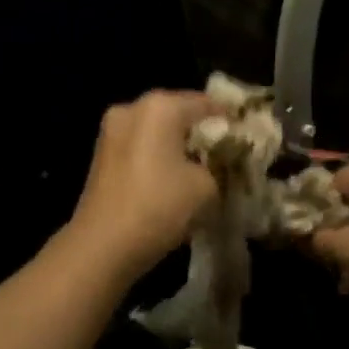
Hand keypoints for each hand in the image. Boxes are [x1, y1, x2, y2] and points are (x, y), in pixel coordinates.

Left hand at [66, 90, 218, 279]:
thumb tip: (214, 166)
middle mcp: (132, 109)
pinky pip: (140, 147)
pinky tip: (173, 178)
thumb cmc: (159, 206)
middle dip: (200, 131)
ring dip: (177, 145)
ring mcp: (111, 131)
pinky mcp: (101, 156)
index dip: (230, 118)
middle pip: (177, 113)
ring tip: (201, 167)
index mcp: (160, 107)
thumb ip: (218, 167)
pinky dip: (158, 157)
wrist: (102, 245)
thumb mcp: (206, 187)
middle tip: (226, 152)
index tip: (247, 135)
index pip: (206, 103)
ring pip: (156, 131)